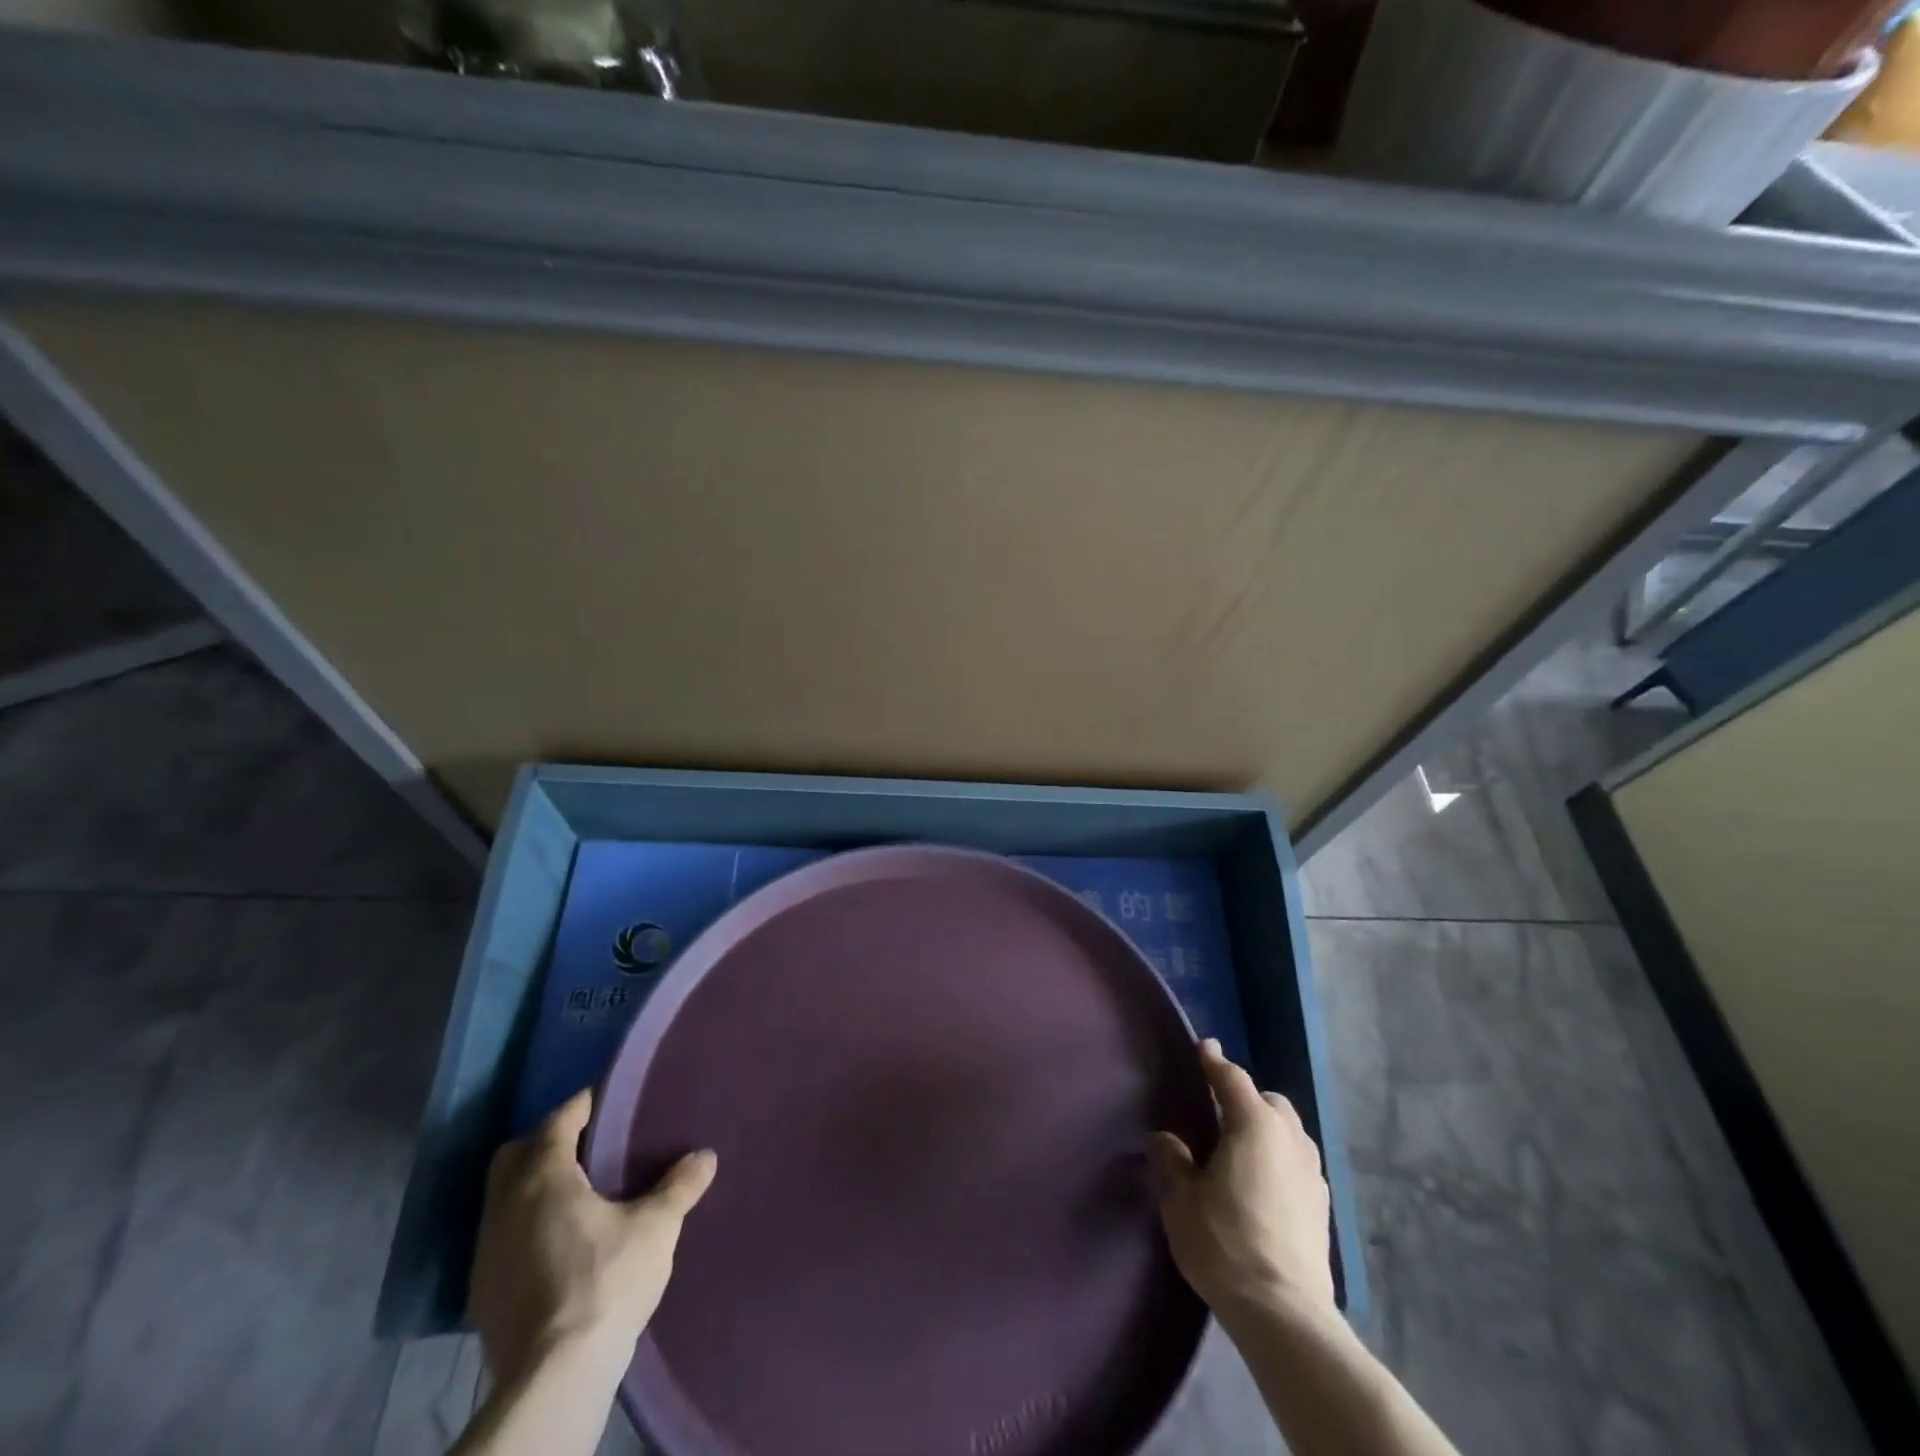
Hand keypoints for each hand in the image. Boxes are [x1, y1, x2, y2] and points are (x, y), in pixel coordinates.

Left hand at [467, 1089, 717, 1386]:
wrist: (554, 1376)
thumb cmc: (606, 1281)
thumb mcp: (656, 1227)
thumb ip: (680, 1186)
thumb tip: (706, 1155)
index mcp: (543, 1178)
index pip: (556, 1122)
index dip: (580, 1106)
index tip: (604, 1099)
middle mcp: (505, 1206)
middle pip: (515, 1155)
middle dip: (545, 1142)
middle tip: (584, 1144)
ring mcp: (486, 1252)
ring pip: (502, 1199)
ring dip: (531, 1187)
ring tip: (574, 1193)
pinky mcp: (482, 1293)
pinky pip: (501, 1238)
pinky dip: (523, 1227)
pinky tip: (555, 1243)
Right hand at [1148, 1039, 1334, 1321]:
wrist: (1283, 1313)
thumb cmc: (1224, 1242)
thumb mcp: (1181, 1199)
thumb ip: (1173, 1160)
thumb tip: (1164, 1138)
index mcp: (1254, 1125)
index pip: (1231, 1078)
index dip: (1214, 1062)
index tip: (1204, 1047)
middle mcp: (1290, 1138)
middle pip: (1269, 1102)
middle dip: (1246, 1098)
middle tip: (1219, 1112)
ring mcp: (1312, 1173)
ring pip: (1289, 1132)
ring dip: (1267, 1129)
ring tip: (1241, 1149)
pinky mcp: (1322, 1207)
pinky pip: (1297, 1162)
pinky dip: (1279, 1159)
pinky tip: (1262, 1184)